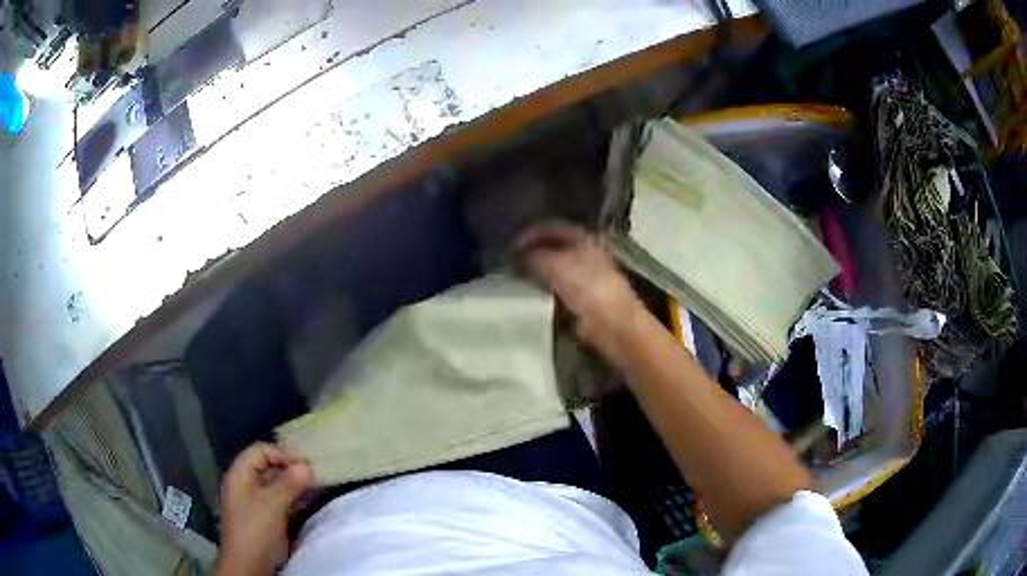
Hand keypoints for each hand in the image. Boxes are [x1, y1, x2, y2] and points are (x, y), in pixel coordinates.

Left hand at [215, 443, 312, 575]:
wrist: (249, 564)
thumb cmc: (255, 529)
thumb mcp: (272, 504)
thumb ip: (289, 483)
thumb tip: (306, 465)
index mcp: (240, 474)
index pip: (261, 450)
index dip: (282, 454)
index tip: (305, 465)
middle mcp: (246, 484)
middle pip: (268, 466)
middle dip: (290, 469)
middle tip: (315, 475)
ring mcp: (255, 501)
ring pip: (276, 485)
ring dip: (294, 485)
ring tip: (316, 487)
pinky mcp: (265, 517)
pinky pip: (279, 501)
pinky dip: (293, 499)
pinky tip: (308, 502)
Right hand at [516, 223, 643, 367]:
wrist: (612, 323)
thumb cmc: (588, 287)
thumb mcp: (556, 265)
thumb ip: (533, 257)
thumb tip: (515, 256)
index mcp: (584, 237)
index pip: (551, 228)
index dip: (529, 234)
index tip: (509, 245)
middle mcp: (586, 252)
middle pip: (553, 247)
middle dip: (531, 252)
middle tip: (508, 260)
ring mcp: (585, 275)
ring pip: (554, 268)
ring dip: (536, 271)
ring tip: (514, 276)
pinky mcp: (582, 297)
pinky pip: (557, 288)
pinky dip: (543, 289)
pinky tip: (529, 293)